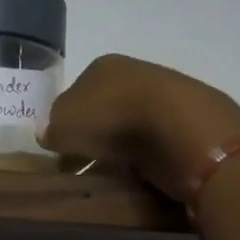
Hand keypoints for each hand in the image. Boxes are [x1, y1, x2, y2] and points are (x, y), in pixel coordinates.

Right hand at [40, 54, 239, 199]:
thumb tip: (49, 134)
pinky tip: (142, 172)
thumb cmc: (111, 119)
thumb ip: (51, 130)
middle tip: (85, 165)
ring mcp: (167, 95)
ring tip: (113, 174)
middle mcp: (135, 73)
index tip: (62, 149)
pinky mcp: (190, 121)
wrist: (179, 128)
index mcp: (102, 66)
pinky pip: (158, 141)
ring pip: (134, 124)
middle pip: (106, 108)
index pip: (75, 92)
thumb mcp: (63, 126)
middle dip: (96, 134)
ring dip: (123, 146)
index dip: (66, 121)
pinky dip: (149, 155)